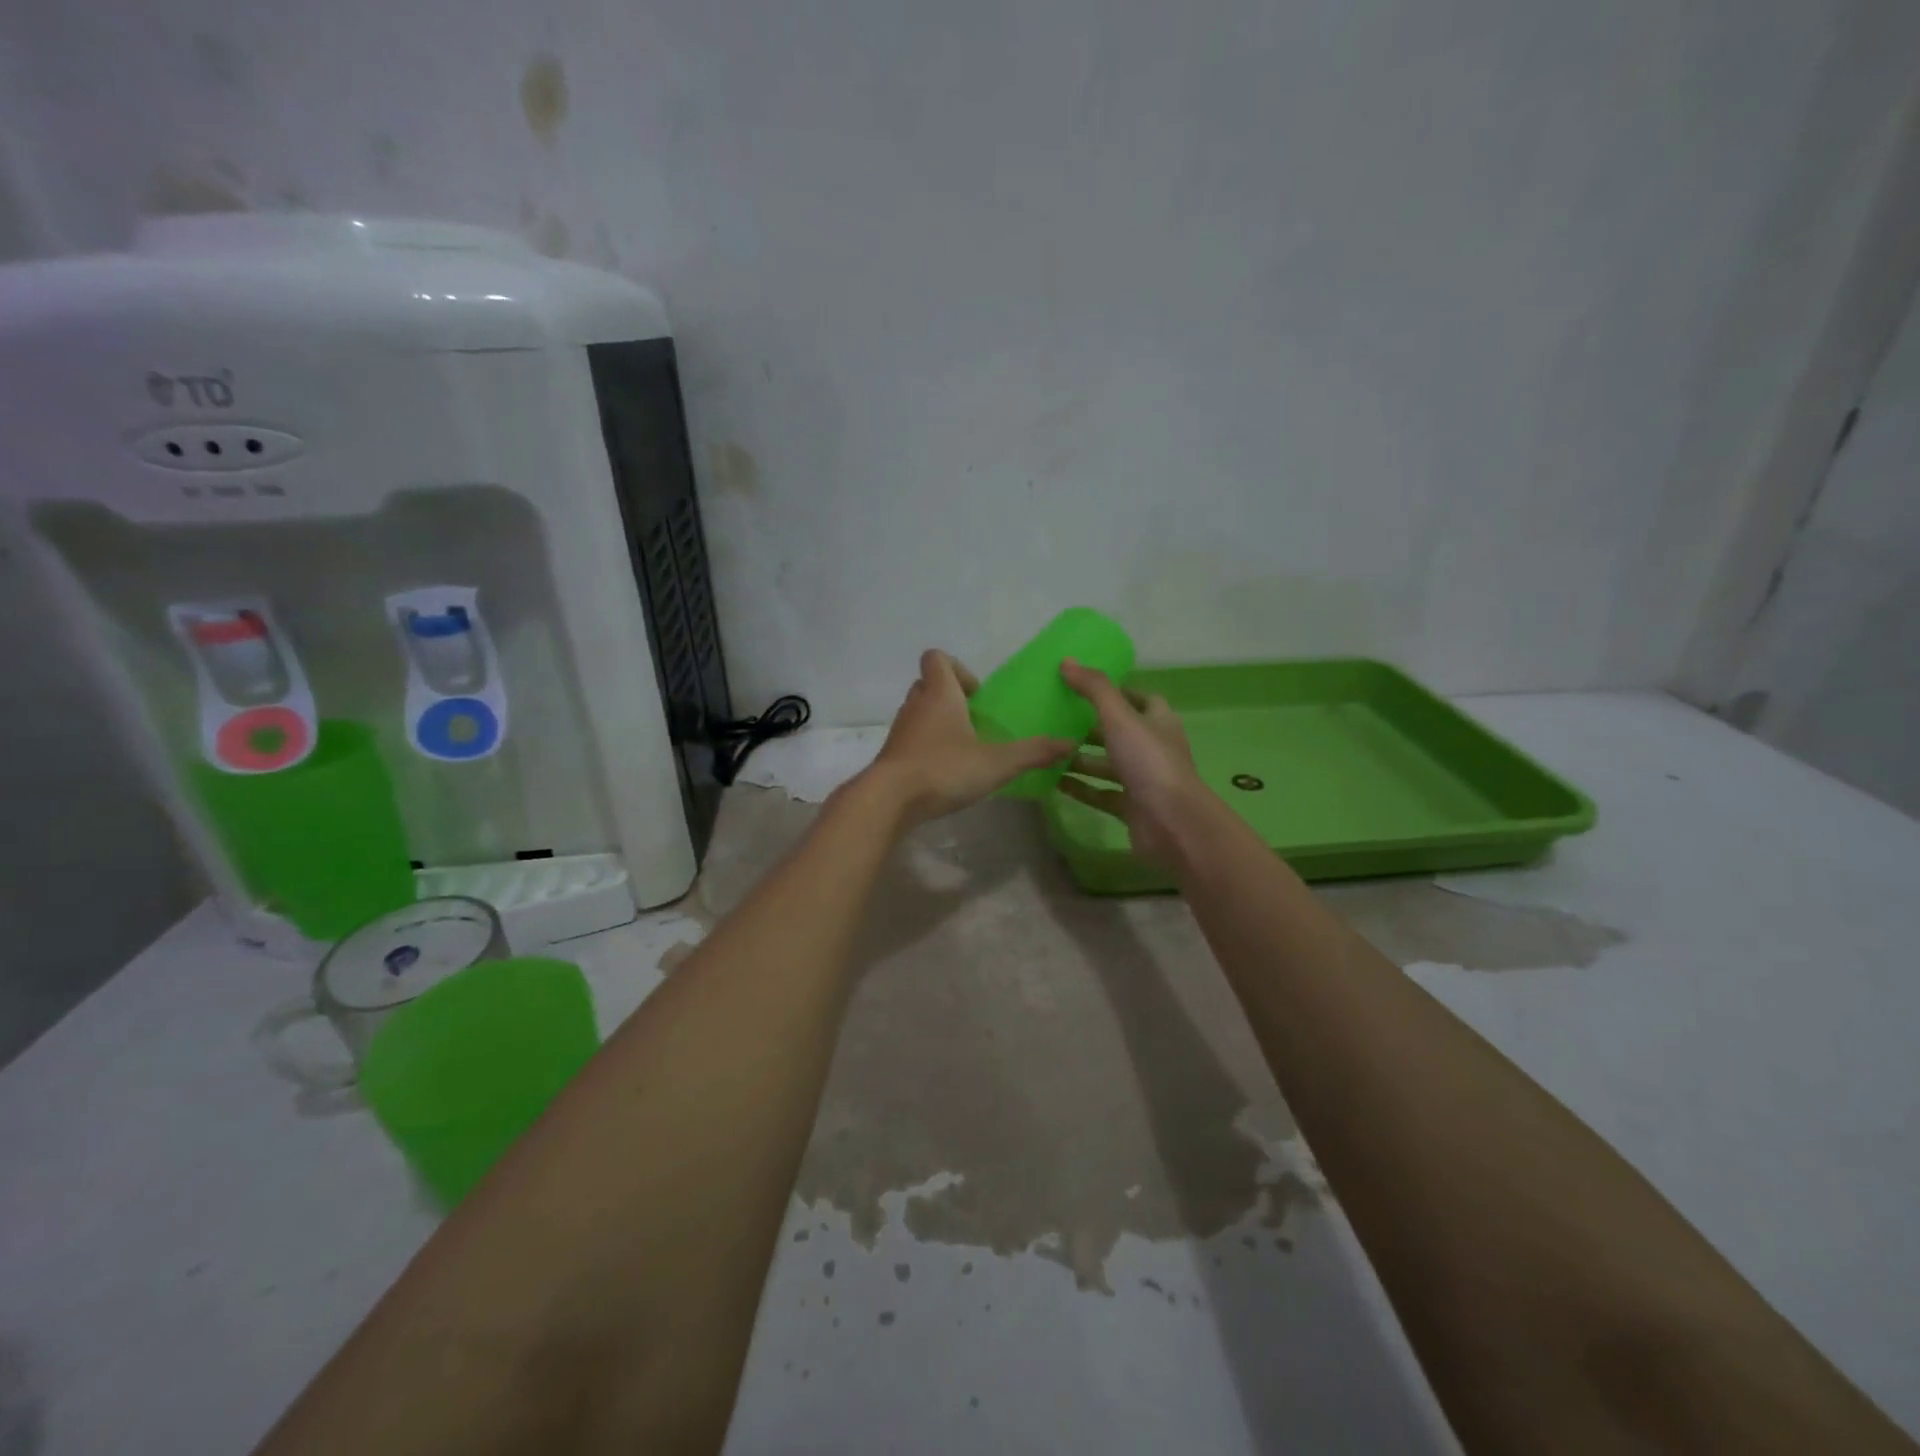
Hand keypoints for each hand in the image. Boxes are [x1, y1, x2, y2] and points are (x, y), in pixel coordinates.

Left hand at [865, 650, 1073, 826]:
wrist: (889, 800)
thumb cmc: (944, 769)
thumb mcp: (997, 763)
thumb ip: (1033, 753)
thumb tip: (1069, 744)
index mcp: (940, 694)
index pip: (936, 658)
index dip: (957, 668)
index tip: (976, 694)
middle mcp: (916, 705)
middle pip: (927, 684)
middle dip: (950, 696)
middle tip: (973, 720)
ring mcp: (900, 730)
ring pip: (918, 712)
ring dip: (937, 721)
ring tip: (962, 747)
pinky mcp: (892, 755)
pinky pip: (911, 739)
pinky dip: (926, 746)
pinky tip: (944, 770)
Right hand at [1057, 659, 1211, 868]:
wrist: (1172, 823)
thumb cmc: (1149, 762)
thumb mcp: (1120, 718)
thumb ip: (1094, 689)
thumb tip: (1067, 661)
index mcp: (1158, 722)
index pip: (1141, 699)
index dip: (1117, 692)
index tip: (1085, 687)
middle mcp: (1152, 748)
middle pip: (1120, 732)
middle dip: (1090, 726)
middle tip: (1057, 718)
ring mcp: (1143, 780)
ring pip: (1108, 764)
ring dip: (1081, 758)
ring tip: (1048, 749)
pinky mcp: (1131, 807)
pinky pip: (1100, 793)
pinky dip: (1080, 787)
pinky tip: (1053, 782)